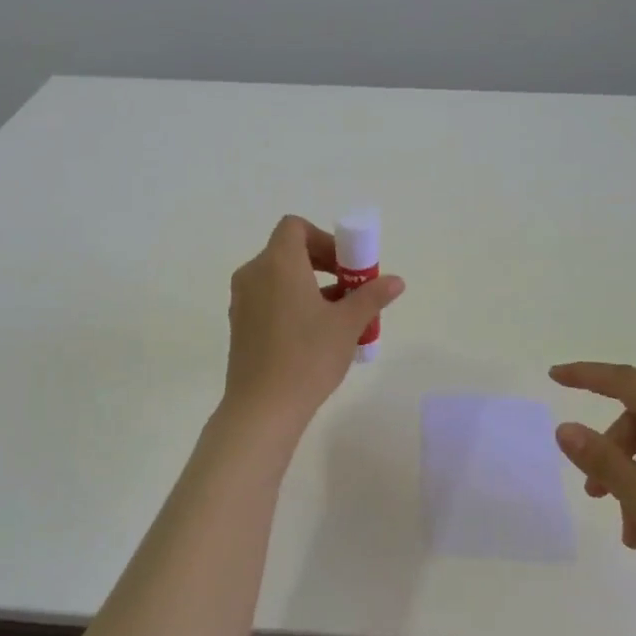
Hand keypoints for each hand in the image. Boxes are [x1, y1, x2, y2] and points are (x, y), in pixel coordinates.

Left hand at [222, 216, 405, 429]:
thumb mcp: (347, 325)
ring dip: (310, 286)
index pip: (295, 228)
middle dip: (323, 264)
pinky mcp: (239, 324)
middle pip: (288, 251)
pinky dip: (291, 303)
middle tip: (349, 289)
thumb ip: (371, 296)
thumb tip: (396, 281)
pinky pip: (268, 299)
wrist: (262, 408)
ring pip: (279, 278)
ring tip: (339, 317)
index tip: (346, 265)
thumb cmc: (307, 357)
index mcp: (278, 263)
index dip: (324, 239)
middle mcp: (254, 274)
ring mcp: (242, 300)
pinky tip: (314, 335)